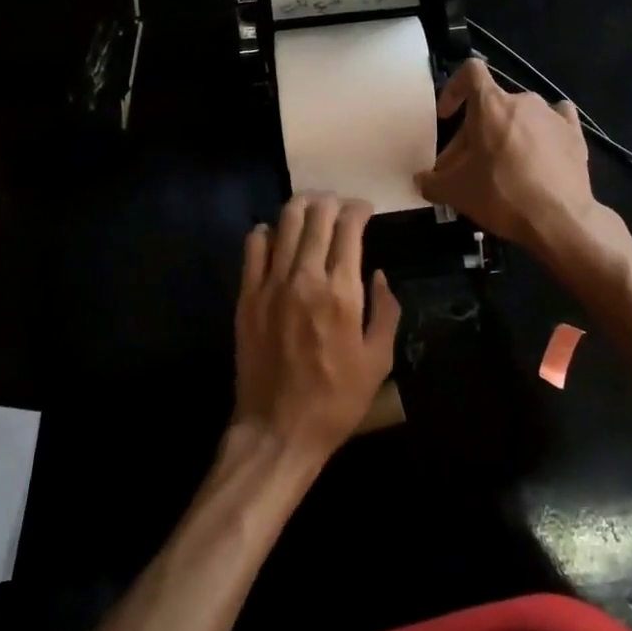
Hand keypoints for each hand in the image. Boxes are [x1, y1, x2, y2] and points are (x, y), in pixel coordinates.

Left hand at [233, 196, 401, 463]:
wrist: (278, 429)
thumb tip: (379, 275)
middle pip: (316, 216)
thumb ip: (385, 311)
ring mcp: (271, 283)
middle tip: (339, 204)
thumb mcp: (378, 361)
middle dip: (331, 201)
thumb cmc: (336, 400)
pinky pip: (254, 246)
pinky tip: (276, 236)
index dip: (358, 209)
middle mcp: (305, 277)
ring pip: (285, 222)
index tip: (365, 209)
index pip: (348, 228)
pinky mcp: (246, 295)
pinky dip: (267, 232)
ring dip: (301, 207)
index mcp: (341, 292)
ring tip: (311, 208)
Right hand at [417, 59, 598, 252]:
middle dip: (473, 133)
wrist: (561, 220)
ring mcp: (552, 116)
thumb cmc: (501, 195)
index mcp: (490, 105)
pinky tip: (540, 151)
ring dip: (505, 135)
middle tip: (465, 167)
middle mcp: (523, 101)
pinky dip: (543, 132)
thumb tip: (420, 181)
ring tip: (501, 167)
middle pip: (490, 106)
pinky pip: (555, 122)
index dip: (453, 89)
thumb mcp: (456, 192)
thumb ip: (432, 182)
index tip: (446, 116)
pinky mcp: (575, 135)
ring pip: (520, 116)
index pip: (470, 71)